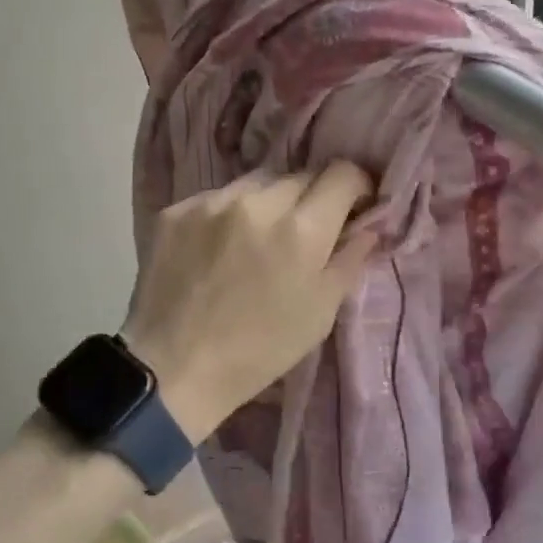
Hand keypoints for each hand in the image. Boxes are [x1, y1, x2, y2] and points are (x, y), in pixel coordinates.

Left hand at [123, 163, 377, 443]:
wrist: (173, 369)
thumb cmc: (260, 349)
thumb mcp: (321, 312)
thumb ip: (350, 258)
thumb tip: (369, 224)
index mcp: (301, 230)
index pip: (341, 173)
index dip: (355, 186)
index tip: (353, 205)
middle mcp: (258, 202)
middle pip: (301, 175)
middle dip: (312, 198)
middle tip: (304, 231)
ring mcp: (213, 202)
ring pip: (258, 182)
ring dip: (269, 201)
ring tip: (258, 237)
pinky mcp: (177, 209)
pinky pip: (219, 197)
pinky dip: (229, 213)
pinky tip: (220, 246)